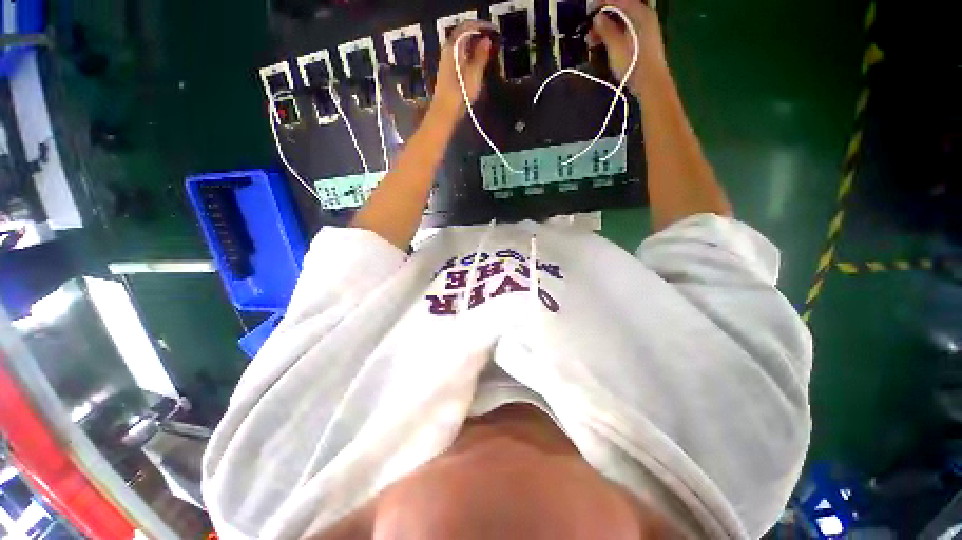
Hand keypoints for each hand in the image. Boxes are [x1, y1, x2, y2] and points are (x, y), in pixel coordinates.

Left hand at [430, 20, 494, 122]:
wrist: (444, 113)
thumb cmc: (459, 94)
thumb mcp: (474, 74)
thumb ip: (481, 56)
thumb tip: (487, 40)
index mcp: (453, 48)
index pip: (466, 28)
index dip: (480, 26)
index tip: (493, 30)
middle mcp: (448, 51)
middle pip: (463, 36)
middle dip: (477, 36)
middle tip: (492, 40)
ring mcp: (447, 62)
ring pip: (462, 47)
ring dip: (474, 46)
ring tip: (488, 51)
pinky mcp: (448, 73)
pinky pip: (461, 57)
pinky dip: (470, 55)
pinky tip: (478, 63)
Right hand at [588, 0, 665, 93]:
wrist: (650, 83)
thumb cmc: (633, 63)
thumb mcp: (616, 46)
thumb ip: (606, 29)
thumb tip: (597, 17)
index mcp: (640, 12)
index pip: (618, 0)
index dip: (601, 4)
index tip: (588, 13)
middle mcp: (644, 16)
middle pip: (620, 9)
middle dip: (602, 18)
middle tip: (588, 32)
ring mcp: (645, 28)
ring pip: (622, 21)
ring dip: (606, 29)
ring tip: (592, 42)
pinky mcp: (643, 40)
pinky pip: (625, 30)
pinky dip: (613, 35)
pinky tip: (604, 45)